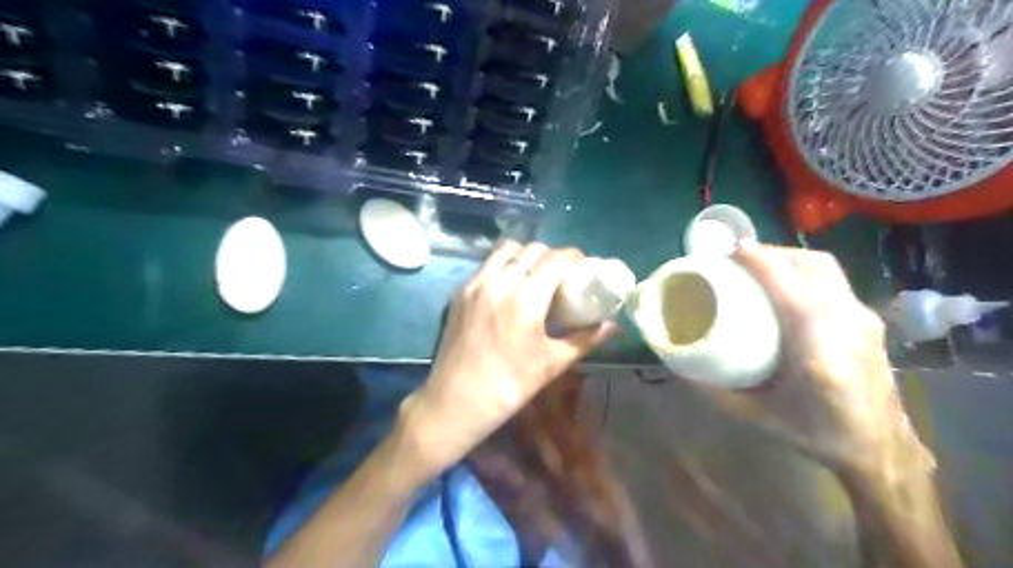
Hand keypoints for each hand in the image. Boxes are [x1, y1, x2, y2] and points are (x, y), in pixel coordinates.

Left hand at [400, 242, 613, 470]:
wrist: (456, 400)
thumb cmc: (509, 385)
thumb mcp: (552, 363)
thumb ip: (584, 340)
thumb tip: (613, 327)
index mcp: (525, 299)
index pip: (555, 259)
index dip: (573, 257)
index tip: (582, 266)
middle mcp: (498, 282)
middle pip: (532, 249)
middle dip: (551, 255)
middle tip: (560, 274)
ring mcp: (475, 284)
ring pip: (506, 250)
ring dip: (525, 255)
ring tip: (534, 274)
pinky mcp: (459, 291)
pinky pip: (487, 264)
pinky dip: (503, 264)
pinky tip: (509, 285)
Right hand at [707, 241, 932, 486]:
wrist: (880, 447)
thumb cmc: (817, 433)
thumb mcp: (758, 416)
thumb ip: (716, 391)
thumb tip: (681, 363)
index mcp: (819, 353)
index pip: (793, 291)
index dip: (764, 263)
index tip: (734, 250)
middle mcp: (847, 326)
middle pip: (814, 266)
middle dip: (774, 252)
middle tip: (740, 257)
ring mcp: (863, 320)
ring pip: (826, 268)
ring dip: (789, 258)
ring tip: (759, 264)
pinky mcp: (867, 319)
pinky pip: (832, 280)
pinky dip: (803, 270)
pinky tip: (784, 284)